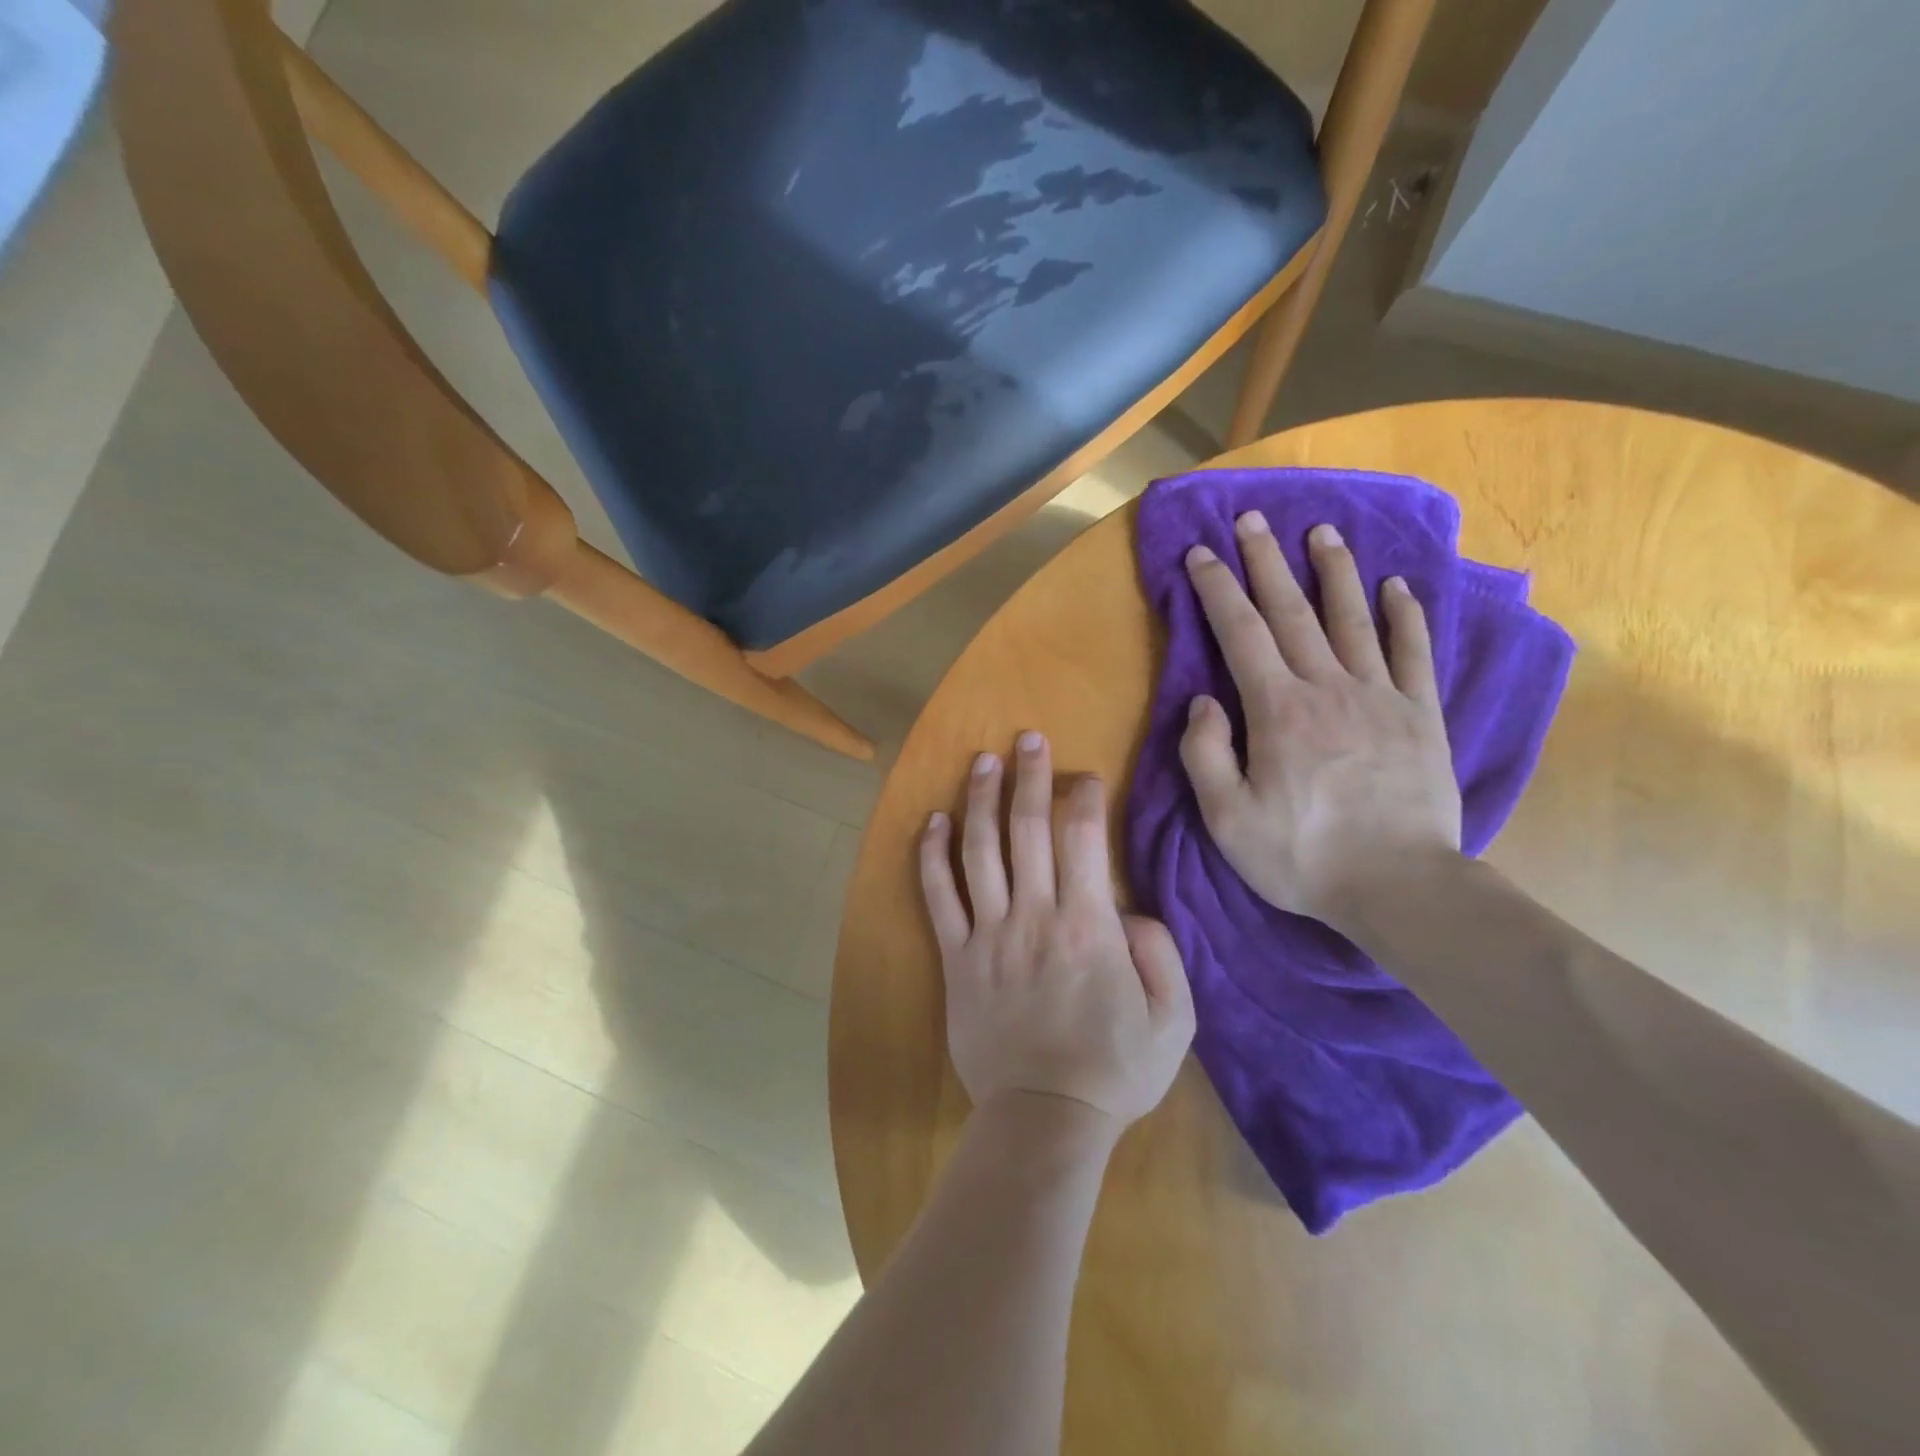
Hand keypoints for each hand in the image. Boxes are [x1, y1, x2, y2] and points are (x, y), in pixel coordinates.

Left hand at [919, 733, 1195, 1128]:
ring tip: (983, 761)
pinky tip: (934, 821)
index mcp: (1090, 925)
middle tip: (1029, 738)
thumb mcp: (1175, 1018)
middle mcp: (1035, 915)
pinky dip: (933, 856)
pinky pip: (938, 897)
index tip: (1083, 775)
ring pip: (980, 851)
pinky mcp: (956, 957)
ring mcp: (989, 934)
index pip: (1083, 838)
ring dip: (981, 800)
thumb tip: (1130, 909)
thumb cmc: (1115, 1069)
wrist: (1046, 1118)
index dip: (1082, 796)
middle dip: (1031, 777)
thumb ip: (1161, 953)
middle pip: (1028, 830)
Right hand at [1179, 512, 1461, 927]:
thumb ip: (1205, 753)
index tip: (1202, 552)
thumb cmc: (1301, 855)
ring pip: (1353, 618)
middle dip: (1267, 561)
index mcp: (1276, 709)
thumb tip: (1205, 701)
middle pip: (1292, 611)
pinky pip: (1413, 653)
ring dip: (1334, 572)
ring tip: (1321, 532)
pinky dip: (1405, 615)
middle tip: (1252, 519)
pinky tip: (1397, 585)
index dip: (1218, 588)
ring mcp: (1380, 696)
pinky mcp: (1421, 716)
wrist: (1399, 886)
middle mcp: (1327, 687)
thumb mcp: (1226, 817)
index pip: (1240, 632)